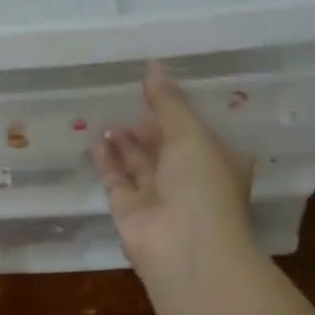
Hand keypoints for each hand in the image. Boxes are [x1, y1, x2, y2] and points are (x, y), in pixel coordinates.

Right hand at [94, 61, 257, 287]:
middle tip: (125, 101)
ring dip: (125, 142)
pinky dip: (108, 161)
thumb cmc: (202, 185)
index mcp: (217, 161)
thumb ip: (167, 101)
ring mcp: (159, 197)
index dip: (177, 112)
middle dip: (147, 127)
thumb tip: (153, 65)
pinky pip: (117, 180)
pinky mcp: (130, 211)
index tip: (155, 90)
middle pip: (165, 148)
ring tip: (107, 118)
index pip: (196, 132)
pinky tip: (97, 141)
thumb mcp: (190, 133)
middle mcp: (189, 180)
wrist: (186, 249)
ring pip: (139, 164)